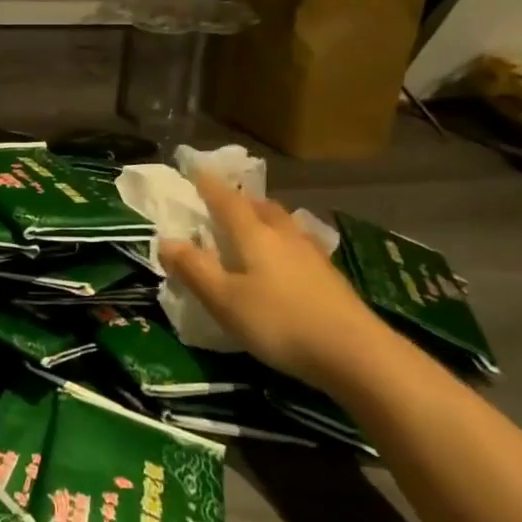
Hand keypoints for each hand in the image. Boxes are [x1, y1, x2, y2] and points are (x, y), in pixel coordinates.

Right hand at [159, 176, 385, 389]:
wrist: (355, 353)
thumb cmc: (279, 322)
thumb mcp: (224, 300)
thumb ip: (193, 269)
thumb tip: (166, 240)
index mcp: (254, 235)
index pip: (227, 201)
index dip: (209, 185)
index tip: (196, 168)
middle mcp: (284, 236)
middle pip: (261, 207)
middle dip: (241, 200)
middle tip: (226, 201)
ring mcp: (312, 255)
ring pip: (285, 224)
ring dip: (266, 218)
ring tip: (255, 226)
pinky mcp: (330, 277)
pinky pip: (300, 245)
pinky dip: (285, 242)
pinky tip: (287, 259)